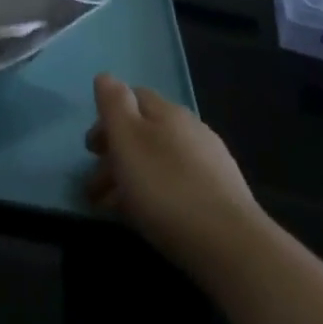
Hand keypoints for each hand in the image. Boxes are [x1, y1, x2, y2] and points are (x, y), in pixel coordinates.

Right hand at [85, 73, 262, 280]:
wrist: (231, 246)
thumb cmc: (166, 188)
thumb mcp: (128, 139)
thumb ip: (114, 104)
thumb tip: (105, 77)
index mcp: (168, 112)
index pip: (133, 97)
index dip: (107, 117)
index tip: (91, 149)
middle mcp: (190, 130)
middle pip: (145, 132)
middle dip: (116, 154)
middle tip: (94, 185)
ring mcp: (210, 163)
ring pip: (159, 161)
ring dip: (131, 178)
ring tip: (112, 208)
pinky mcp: (220, 197)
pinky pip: (176, 185)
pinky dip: (154, 194)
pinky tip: (147, 216)